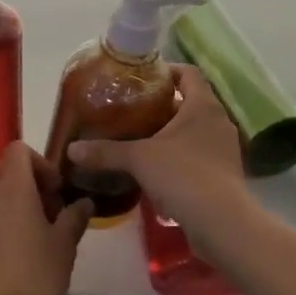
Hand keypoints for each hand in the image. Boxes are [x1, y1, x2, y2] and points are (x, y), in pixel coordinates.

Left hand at [0, 142, 91, 294]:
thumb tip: (84, 203)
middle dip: (32, 185)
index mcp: (13, 189)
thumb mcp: (65, 246)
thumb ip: (75, 217)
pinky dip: (3, 229)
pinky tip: (17, 261)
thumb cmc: (37, 275)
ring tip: (38, 241)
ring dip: (17, 208)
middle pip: (7, 172)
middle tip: (53, 216)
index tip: (57, 192)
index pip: (19, 150)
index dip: (41, 163)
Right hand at [64, 66, 253, 245]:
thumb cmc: (183, 175)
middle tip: (132, 110)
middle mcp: (218, 121)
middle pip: (190, 102)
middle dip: (162, 106)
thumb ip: (106, 151)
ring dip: (170, 133)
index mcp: (203, 105)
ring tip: (140, 139)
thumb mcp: (139, 159)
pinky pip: (198, 155)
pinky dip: (179, 156)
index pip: (188, 73)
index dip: (166, 70)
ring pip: (194, 130)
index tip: (141, 79)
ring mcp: (224, 149)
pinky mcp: (224, 174)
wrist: (222, 223)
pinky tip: (156, 170)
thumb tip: (71, 149)